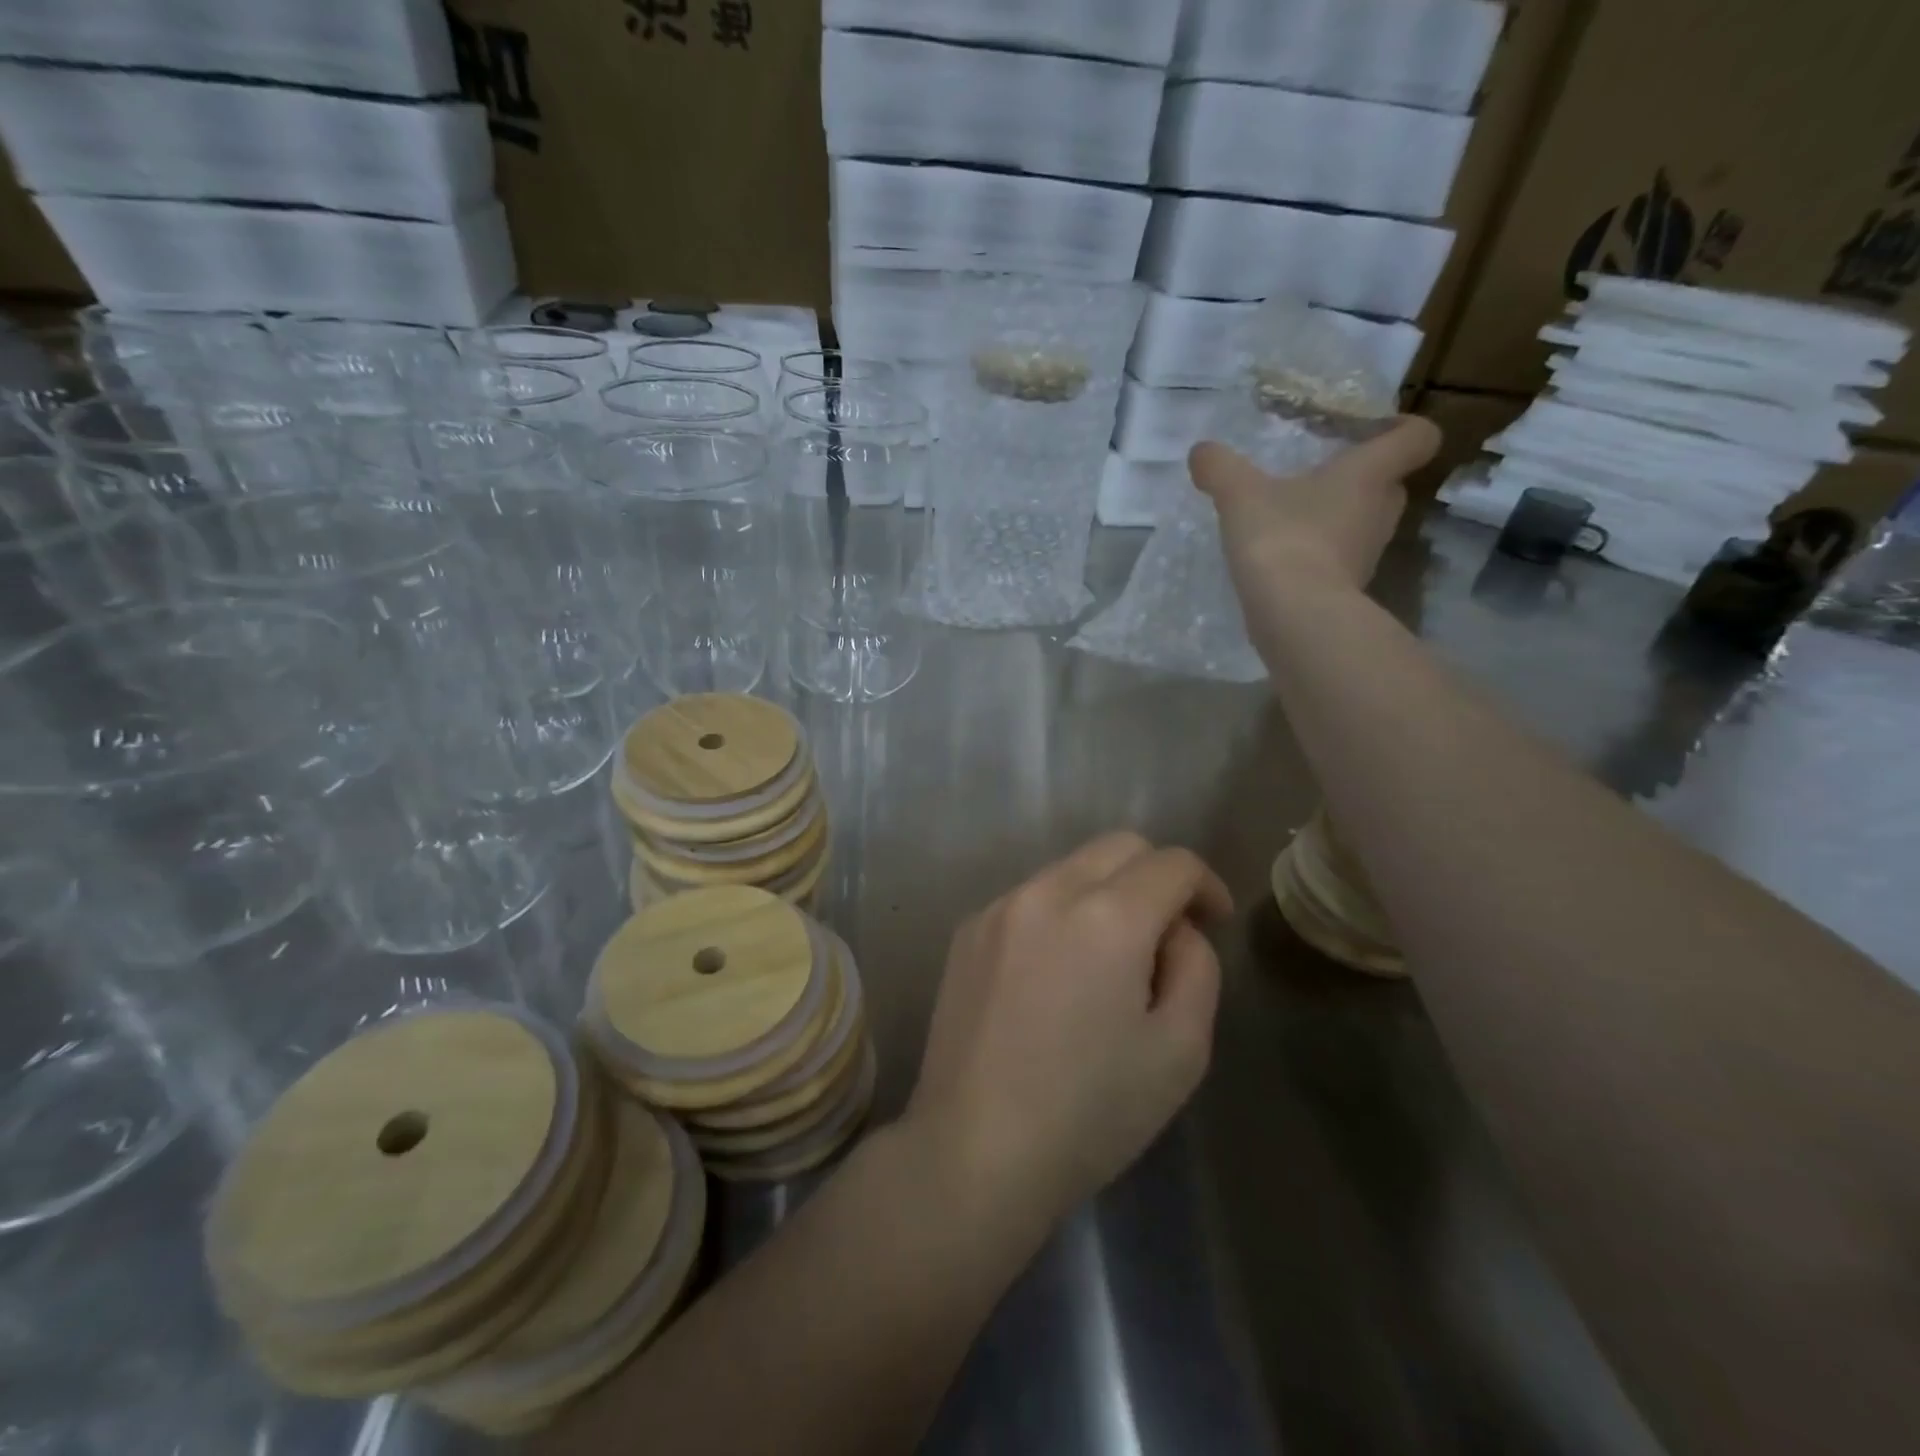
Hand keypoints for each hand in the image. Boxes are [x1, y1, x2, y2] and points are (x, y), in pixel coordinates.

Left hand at [904, 833, 1232, 1229]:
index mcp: (1107, 916)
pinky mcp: (967, 931)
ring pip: (1070, 869)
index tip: (1214, 922)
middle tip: (1166, 937)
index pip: (1171, 863)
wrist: (974, 1149)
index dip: (1205, 885)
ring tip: (1107, 962)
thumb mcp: (1181, 1050)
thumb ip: (1197, 967)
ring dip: (1104, 895)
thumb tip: (1175, 929)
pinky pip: (1029, 899)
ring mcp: (999, 907)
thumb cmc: (1090, 1112)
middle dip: (1155, 877)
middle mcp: (1047, 892)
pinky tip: (1054, 976)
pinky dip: (1059, 914)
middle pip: (1118, 847)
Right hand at [1189, 416, 1441, 596]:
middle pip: (1389, 482)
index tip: (1366, 430)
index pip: (1417, 437)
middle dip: (1359, 476)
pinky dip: (1321, 553)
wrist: (1294, 615)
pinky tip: (1285, 556)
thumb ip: (1220, 468)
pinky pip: (1341, 557)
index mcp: (1370, 473)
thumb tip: (1200, 451)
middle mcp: (1381, 509)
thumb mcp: (1240, 495)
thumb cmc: (1280, 538)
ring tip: (1294, 517)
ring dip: (1337, 517)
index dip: (1400, 428)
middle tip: (1319, 474)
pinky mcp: (1349, 586)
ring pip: (1364, 521)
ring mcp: (1369, 552)